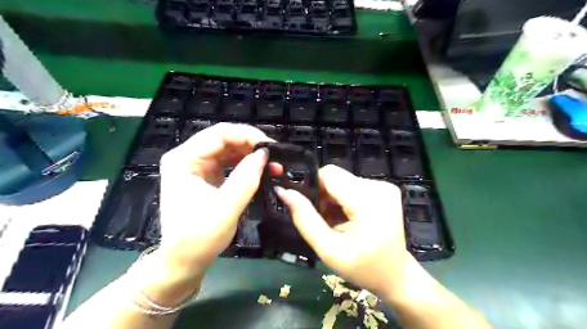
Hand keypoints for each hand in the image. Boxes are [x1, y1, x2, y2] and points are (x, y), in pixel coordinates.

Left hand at [158, 124, 272, 279]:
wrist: (185, 261)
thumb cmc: (200, 237)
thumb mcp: (226, 206)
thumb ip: (246, 177)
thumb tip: (264, 154)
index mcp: (184, 159)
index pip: (219, 134)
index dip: (247, 135)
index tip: (270, 147)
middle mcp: (188, 158)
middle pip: (224, 139)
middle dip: (251, 146)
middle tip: (274, 158)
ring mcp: (196, 167)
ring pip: (228, 151)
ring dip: (250, 156)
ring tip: (271, 166)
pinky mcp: (205, 177)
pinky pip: (228, 164)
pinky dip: (245, 166)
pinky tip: (259, 172)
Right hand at [277, 166, 411, 296]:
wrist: (396, 275)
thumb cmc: (363, 268)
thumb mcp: (329, 250)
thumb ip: (305, 219)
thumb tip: (284, 192)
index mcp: (367, 201)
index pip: (329, 174)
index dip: (314, 188)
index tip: (313, 210)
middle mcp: (379, 187)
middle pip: (336, 177)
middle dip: (324, 196)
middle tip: (326, 221)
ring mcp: (384, 186)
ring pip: (343, 181)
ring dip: (334, 199)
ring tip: (337, 222)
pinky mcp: (385, 189)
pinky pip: (353, 185)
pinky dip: (345, 199)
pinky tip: (349, 218)